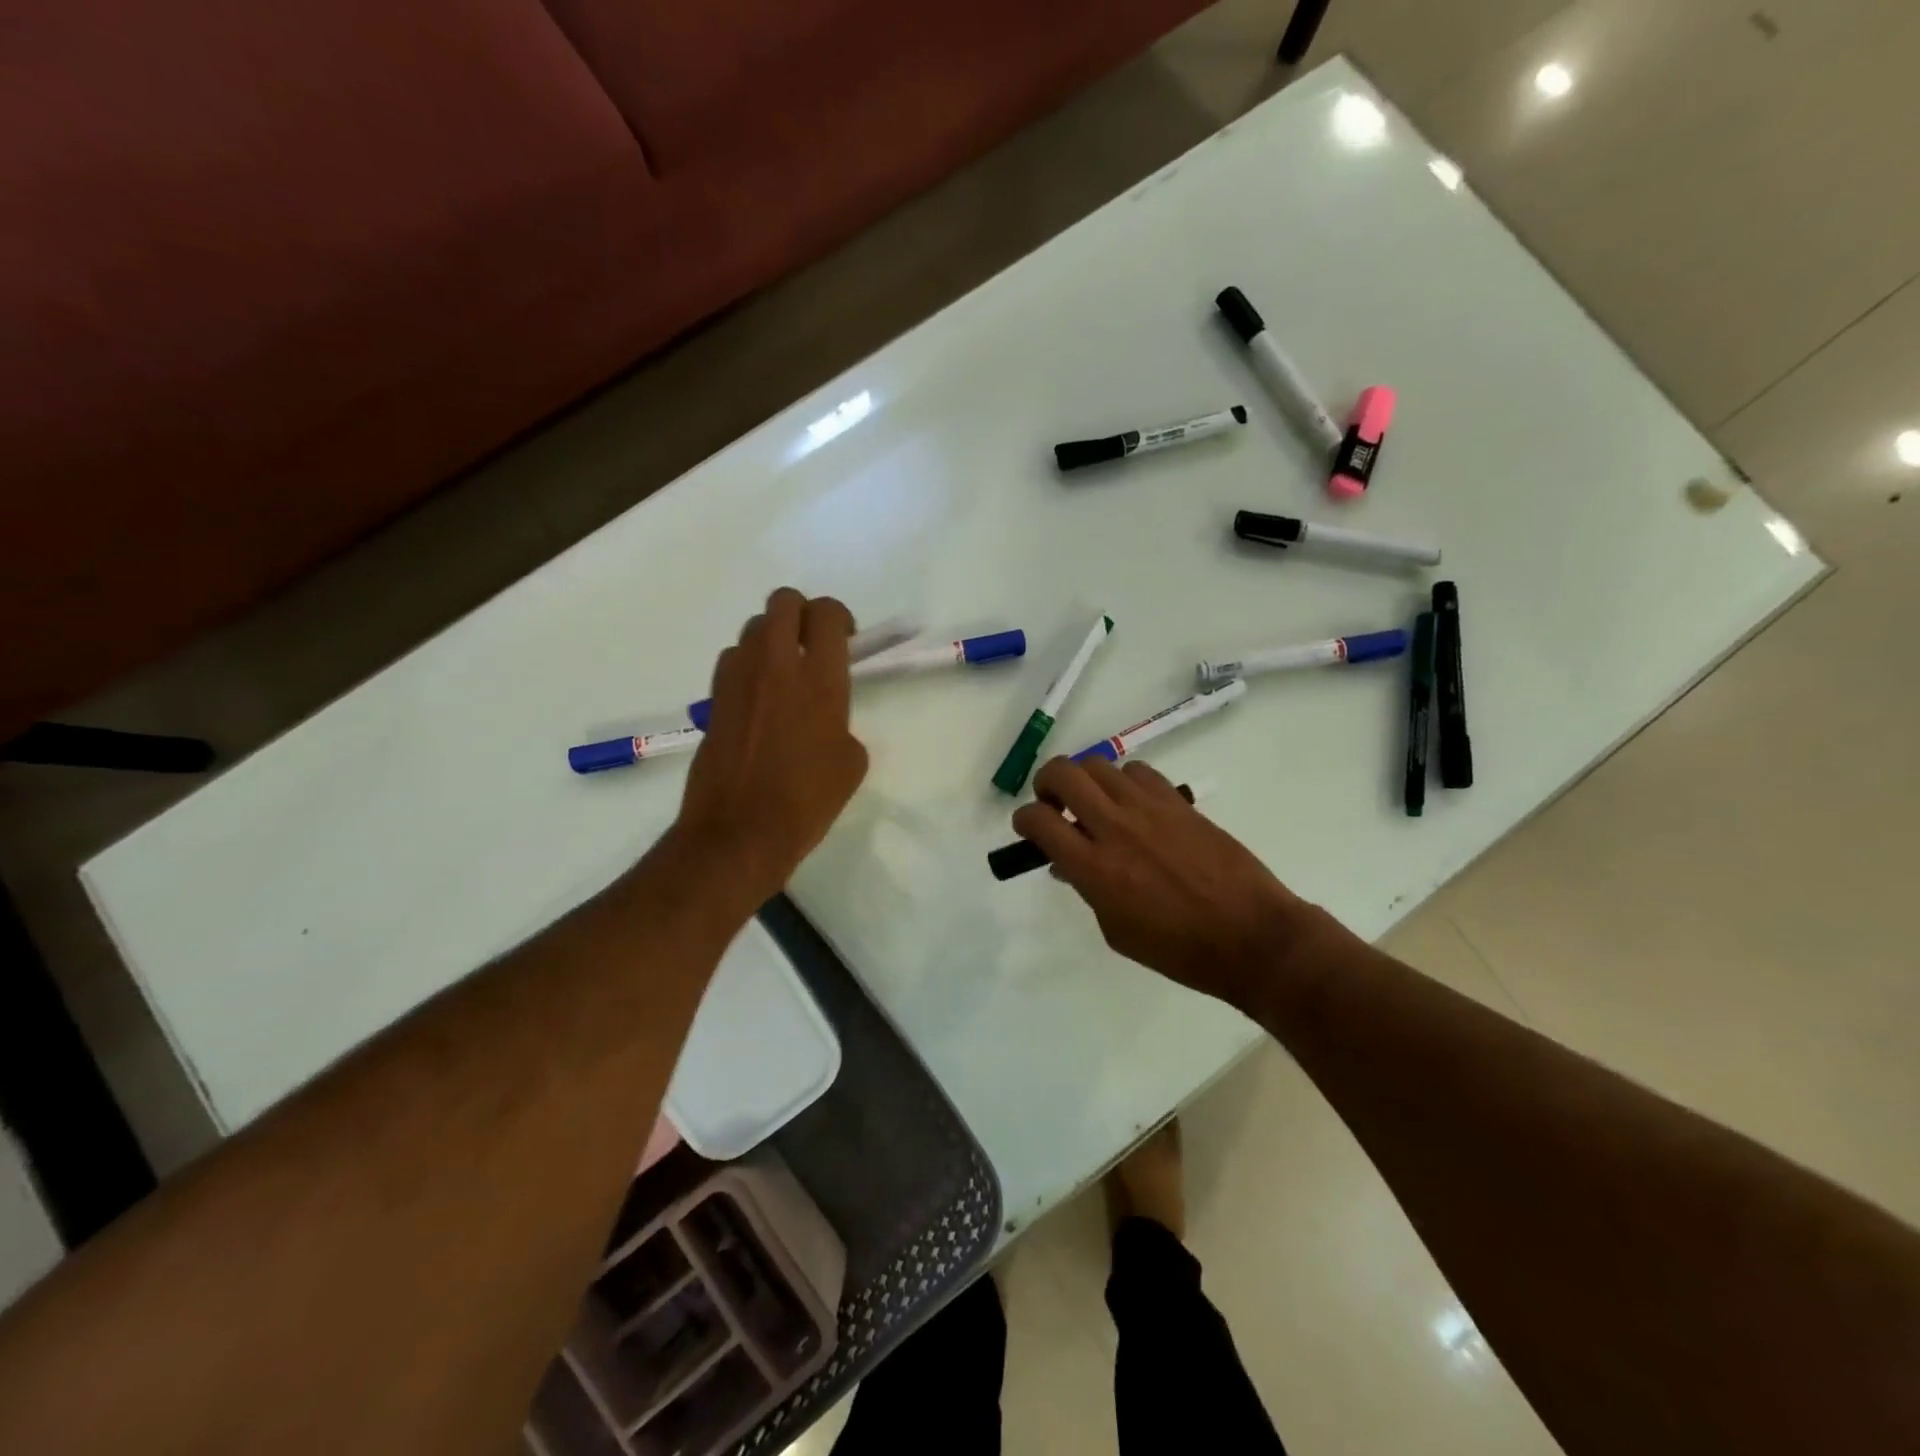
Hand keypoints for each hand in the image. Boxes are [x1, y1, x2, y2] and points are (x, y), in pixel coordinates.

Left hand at [676, 589, 868, 905]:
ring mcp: (738, 679)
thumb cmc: (807, 801)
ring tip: (784, 672)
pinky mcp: (714, 698)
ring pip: (753, 628)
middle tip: (813, 645)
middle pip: (784, 601)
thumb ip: (842, 724)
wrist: (740, 832)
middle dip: (803, 613)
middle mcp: (776, 666)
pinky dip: (748, 665)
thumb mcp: (851, 764)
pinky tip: (758, 698)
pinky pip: (732, 659)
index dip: (840, 618)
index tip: (846, 641)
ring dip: (773, 638)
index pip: (827, 614)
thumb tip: (826, 721)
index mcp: (819, 680)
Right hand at [1011, 757, 1336, 1012]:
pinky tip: (1134, 804)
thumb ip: (1088, 890)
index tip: (1029, 829)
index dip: (1024, 820)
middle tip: (1054, 803)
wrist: (1251, 936)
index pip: (1038, 820)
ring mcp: (1149, 809)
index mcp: (1094, 868)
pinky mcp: (1178, 802)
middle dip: (1046, 783)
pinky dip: (1125, 781)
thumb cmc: (1179, 949)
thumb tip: (1068, 864)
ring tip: (1096, 803)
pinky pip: (1138, 772)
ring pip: (1099, 765)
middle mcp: (1115, 828)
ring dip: (1086, 780)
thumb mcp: (1117, 931)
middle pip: (1063, 774)